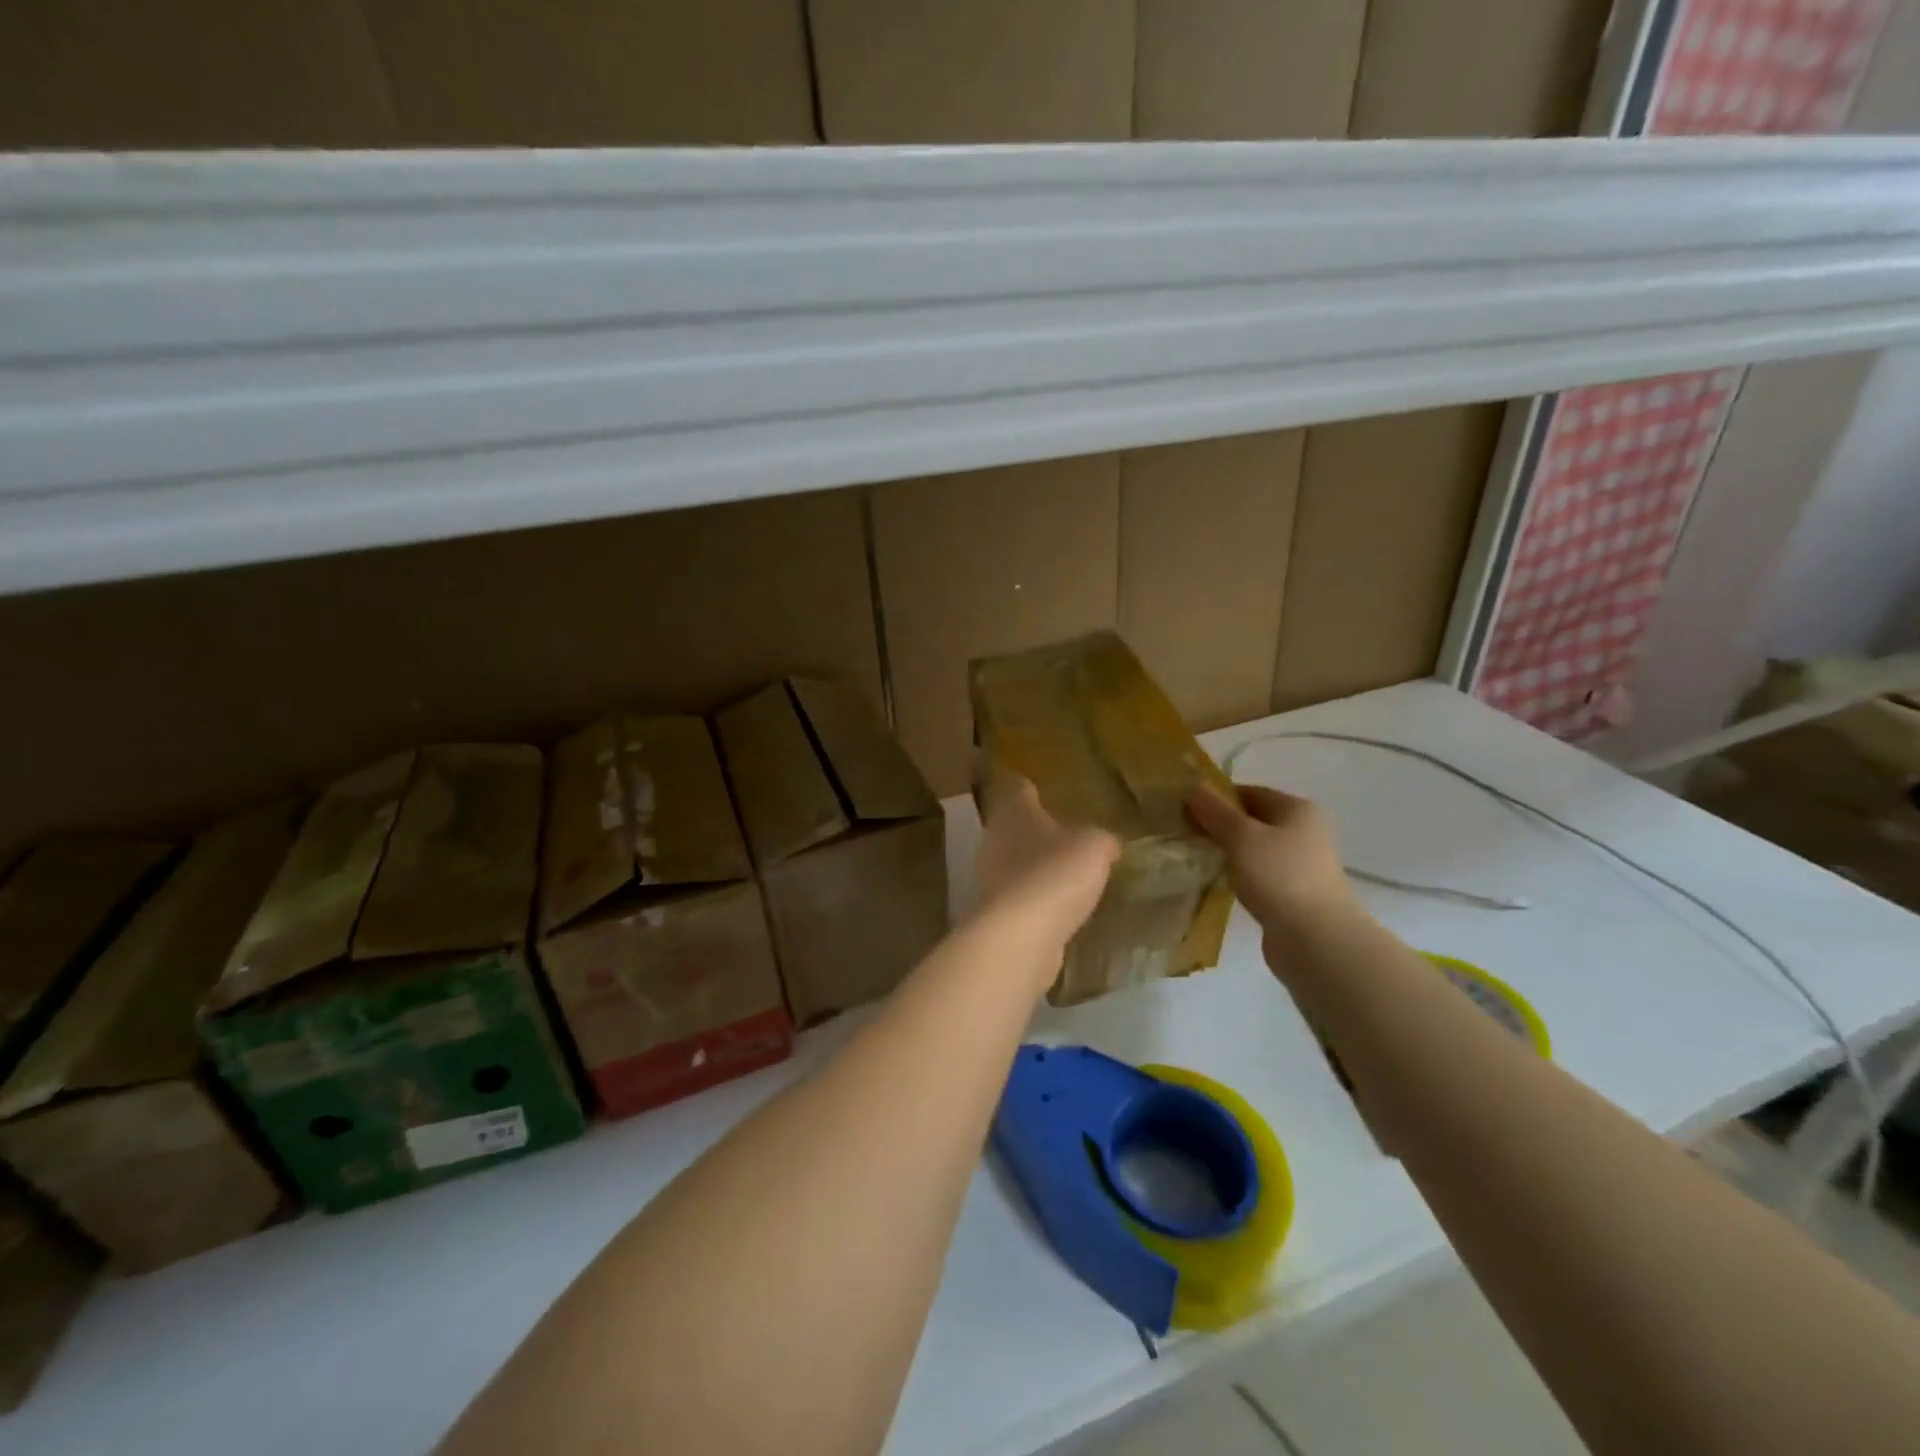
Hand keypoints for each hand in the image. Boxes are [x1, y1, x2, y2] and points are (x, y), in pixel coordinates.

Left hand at [973, 772, 1119, 944]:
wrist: (1019, 937)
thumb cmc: (1055, 875)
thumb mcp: (1094, 848)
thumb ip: (1101, 840)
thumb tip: (1107, 843)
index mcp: (1014, 812)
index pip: (1018, 789)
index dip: (1029, 788)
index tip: (1038, 787)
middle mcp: (995, 840)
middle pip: (1012, 827)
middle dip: (1033, 831)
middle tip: (1062, 834)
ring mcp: (990, 879)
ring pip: (1013, 864)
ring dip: (1034, 868)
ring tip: (1064, 872)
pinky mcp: (995, 914)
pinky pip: (1019, 899)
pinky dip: (1036, 901)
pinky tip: (1058, 908)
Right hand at [1185, 782, 1358, 933]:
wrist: (1316, 941)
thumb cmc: (1279, 877)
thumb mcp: (1241, 837)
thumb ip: (1215, 811)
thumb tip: (1193, 786)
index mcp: (1298, 810)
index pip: (1249, 793)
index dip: (1216, 799)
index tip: (1185, 811)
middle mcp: (1305, 833)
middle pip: (1253, 821)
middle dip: (1220, 827)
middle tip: (1185, 835)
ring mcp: (1301, 866)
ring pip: (1255, 851)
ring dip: (1229, 854)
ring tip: (1196, 860)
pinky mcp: (1294, 895)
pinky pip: (1259, 877)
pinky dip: (1240, 877)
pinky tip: (1218, 884)